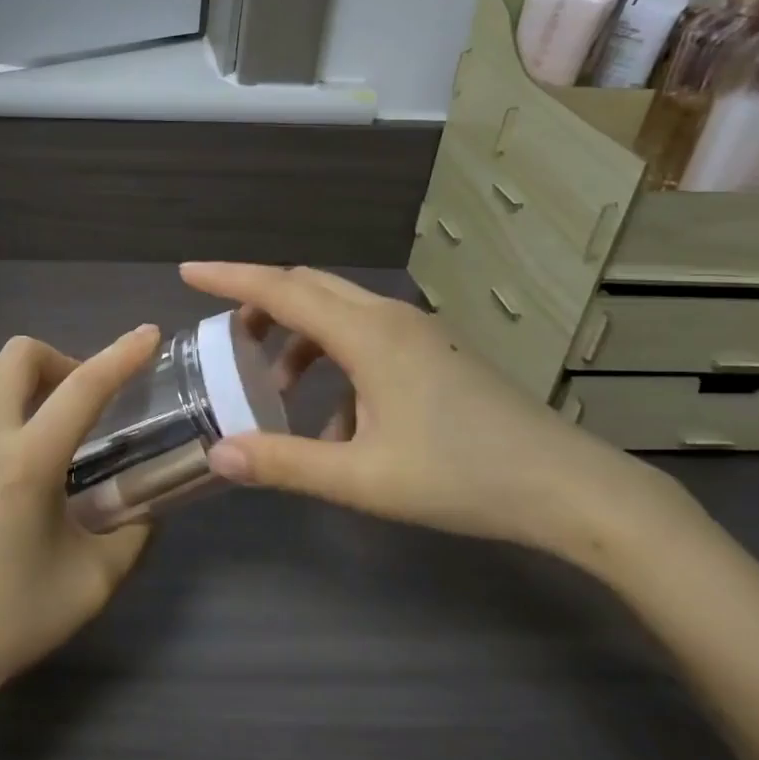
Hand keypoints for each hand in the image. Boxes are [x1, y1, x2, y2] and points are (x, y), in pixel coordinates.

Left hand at [0, 325, 159, 712]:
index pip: (85, 389)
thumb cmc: (12, 618)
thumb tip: (148, 499)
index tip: (147, 334)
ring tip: (23, 404)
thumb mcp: (94, 581)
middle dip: (59, 363)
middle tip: (72, 400)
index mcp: (27, 464)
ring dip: (9, 372)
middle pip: (22, 354)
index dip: (121, 355)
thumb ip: (133, 531)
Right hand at [182, 263, 665, 551]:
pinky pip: (366, 336)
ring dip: (299, 336)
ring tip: (276, 388)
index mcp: (367, 334)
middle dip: (261, 303)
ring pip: (338, 311)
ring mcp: (418, 332)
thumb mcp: (363, 478)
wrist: (570, 488)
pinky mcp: (436, 352)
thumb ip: (286, 464)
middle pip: (308, 287)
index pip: (281, 289)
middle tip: (227, 338)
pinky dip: (334, 359)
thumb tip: (218, 453)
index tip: (188, 271)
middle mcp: (389, 317)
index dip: (229, 276)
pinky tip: (338, 420)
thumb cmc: (463, 477)